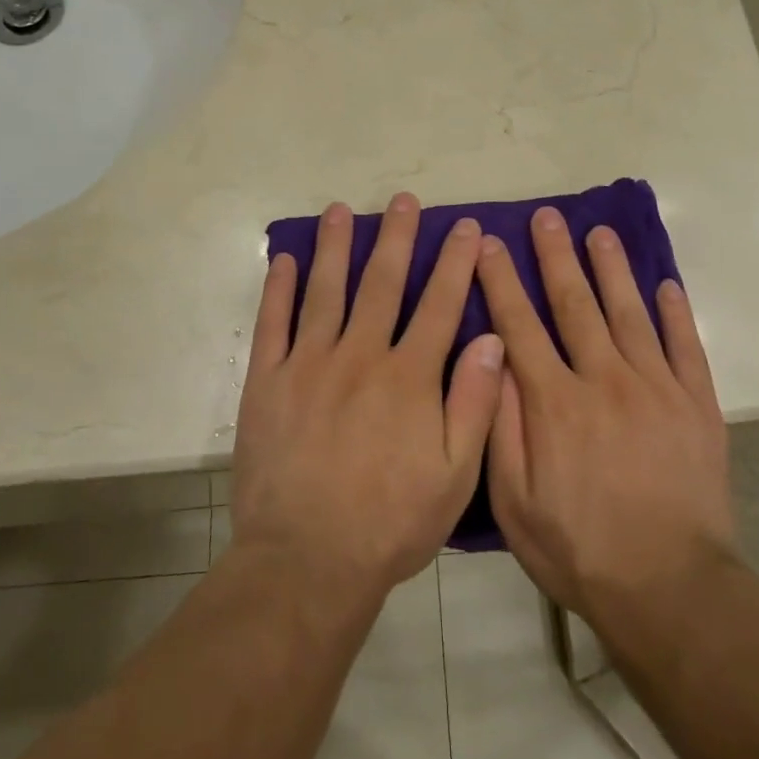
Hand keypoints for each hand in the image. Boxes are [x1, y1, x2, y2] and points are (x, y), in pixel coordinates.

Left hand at [232, 193, 506, 602]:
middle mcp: (360, 356)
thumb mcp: (455, 475)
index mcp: (409, 377)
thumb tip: (492, 339)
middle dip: (397, 238)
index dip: (454, 263)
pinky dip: (279, 288)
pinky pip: (273, 324)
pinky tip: (286, 259)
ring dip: (336, 247)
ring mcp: (308, 365)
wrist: (307, 559)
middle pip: (382, 283)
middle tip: (402, 199)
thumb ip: (475, 403)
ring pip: (326, 291)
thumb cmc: (390, 522)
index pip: (439, 304)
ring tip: (341, 210)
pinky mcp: (266, 382)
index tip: (465, 227)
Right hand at [476, 206, 734, 623]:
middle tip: (547, 217)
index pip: (520, 325)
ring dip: (612, 269)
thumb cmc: (579, 548)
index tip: (491, 244)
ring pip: (629, 313)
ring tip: (600, 232)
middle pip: (575, 304)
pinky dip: (676, 313)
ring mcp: (656, 388)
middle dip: (557, 257)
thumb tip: (492, 360)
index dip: (502, 281)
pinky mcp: (697, 405)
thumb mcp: (514, 501)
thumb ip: (500, 426)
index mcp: (554, 402)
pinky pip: (685, 346)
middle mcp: (603, 380)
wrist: (669, 587)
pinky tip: (666, 285)